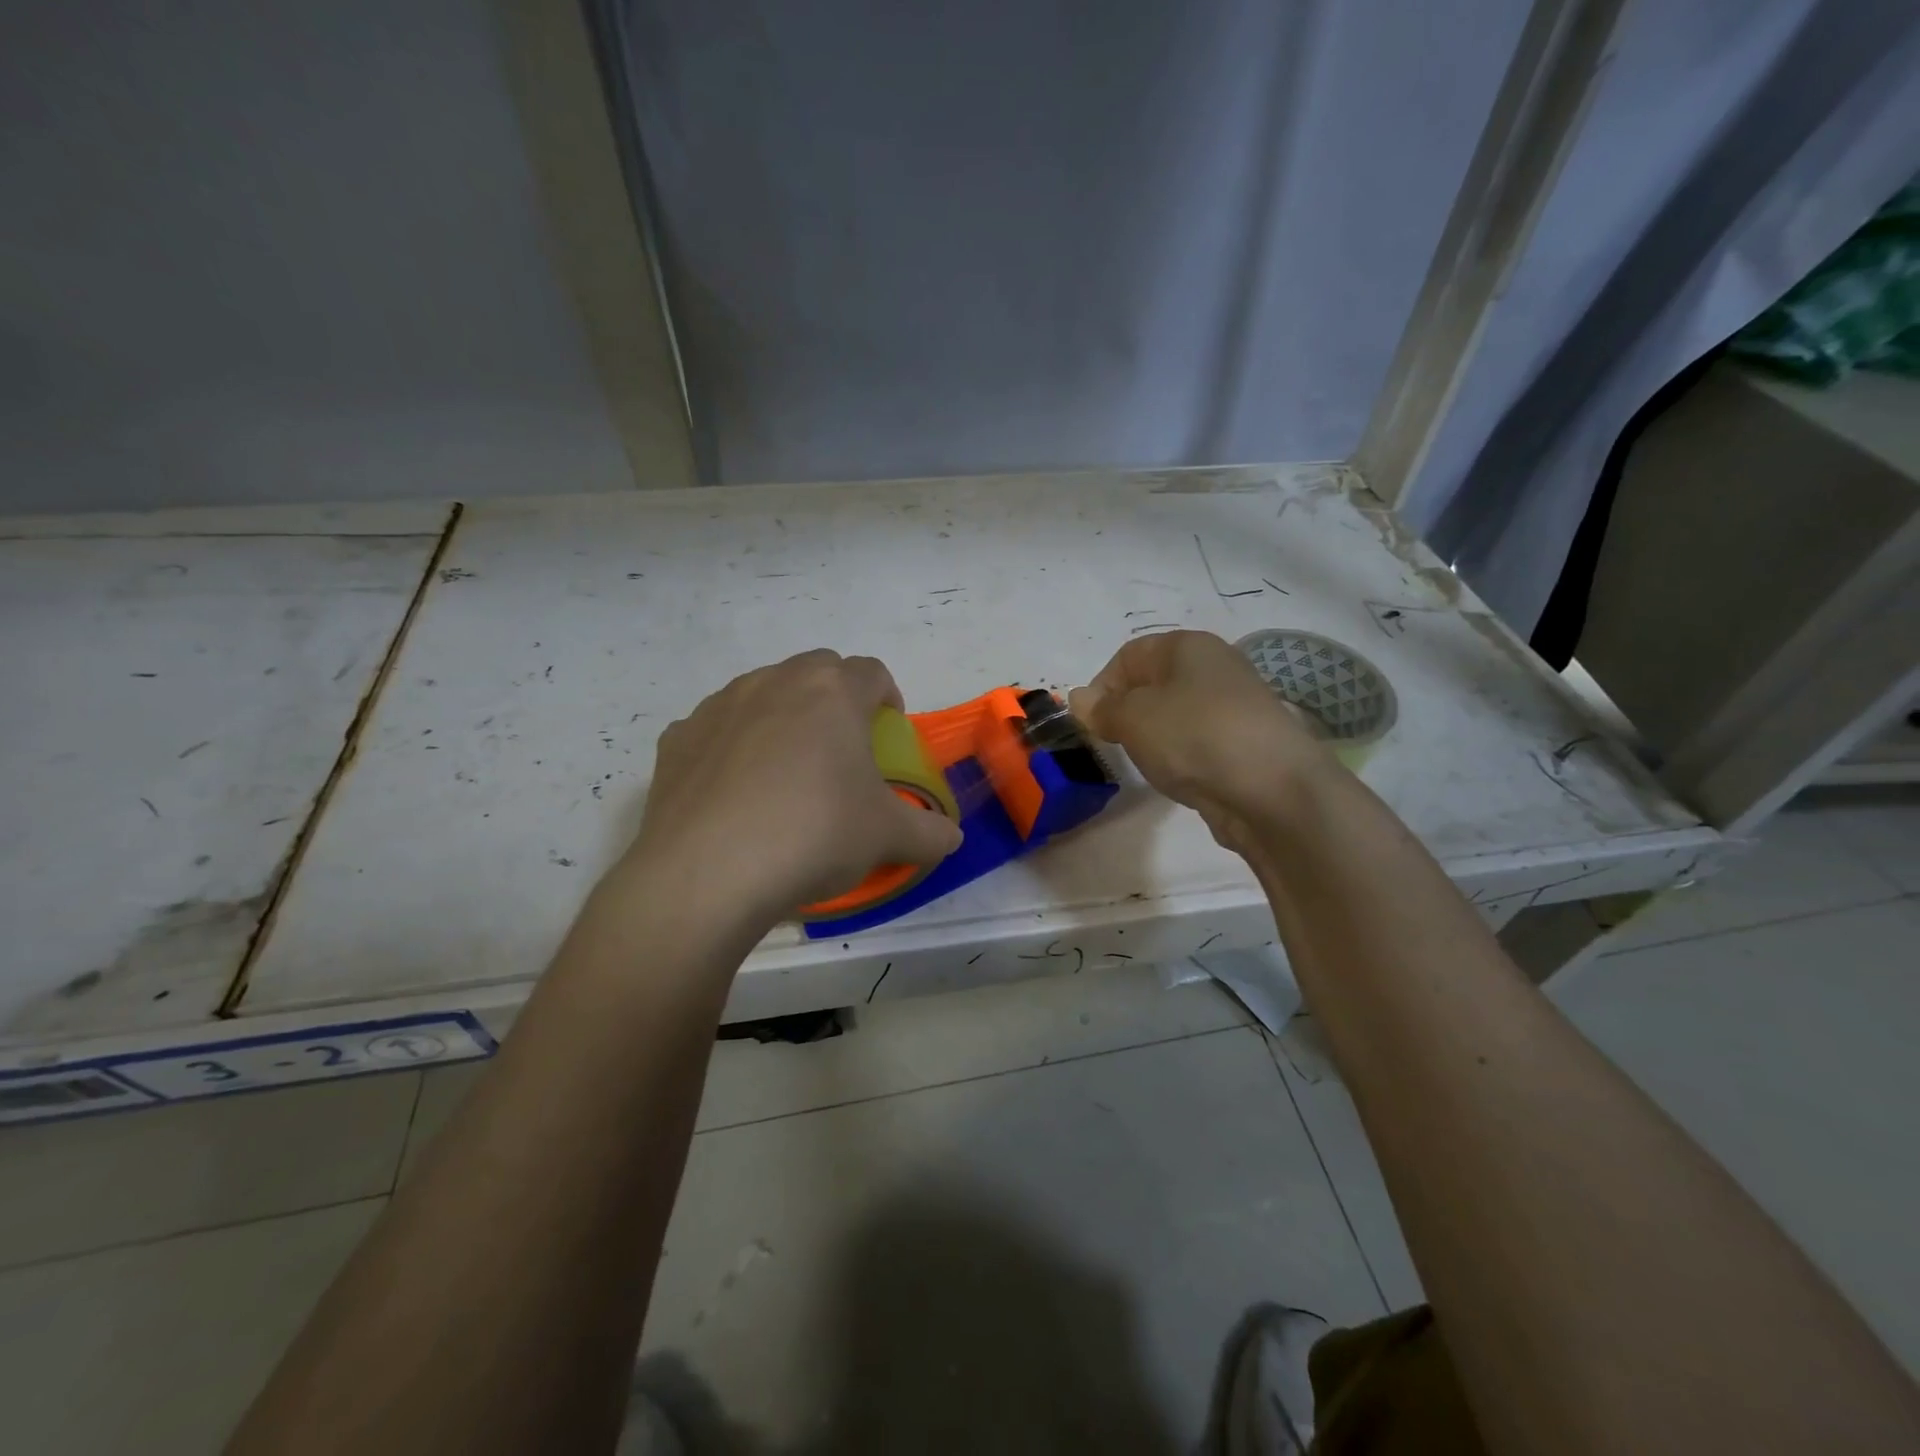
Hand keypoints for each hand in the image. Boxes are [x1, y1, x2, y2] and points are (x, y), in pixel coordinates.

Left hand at [621, 650, 962, 925]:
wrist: (708, 874)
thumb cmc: (814, 836)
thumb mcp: (887, 838)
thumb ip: (929, 833)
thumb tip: (952, 839)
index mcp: (832, 693)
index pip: (872, 672)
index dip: (887, 696)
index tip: (889, 731)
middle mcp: (774, 683)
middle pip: (816, 670)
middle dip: (835, 697)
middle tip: (841, 747)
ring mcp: (719, 706)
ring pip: (762, 692)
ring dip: (782, 716)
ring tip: (785, 771)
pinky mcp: (677, 738)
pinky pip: (716, 728)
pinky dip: (731, 745)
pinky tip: (734, 792)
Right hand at [1069, 630, 1334, 850]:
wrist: (1272, 790)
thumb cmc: (1193, 736)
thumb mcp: (1133, 717)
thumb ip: (1101, 707)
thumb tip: (1079, 698)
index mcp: (1188, 646)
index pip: (1129, 655)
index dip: (1102, 686)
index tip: (1092, 722)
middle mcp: (1215, 667)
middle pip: (1153, 684)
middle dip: (1127, 713)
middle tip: (1116, 743)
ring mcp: (1234, 707)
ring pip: (1176, 715)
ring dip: (1155, 738)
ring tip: (1150, 763)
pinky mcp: (1245, 743)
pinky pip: (1198, 742)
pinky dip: (1182, 757)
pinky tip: (1181, 776)